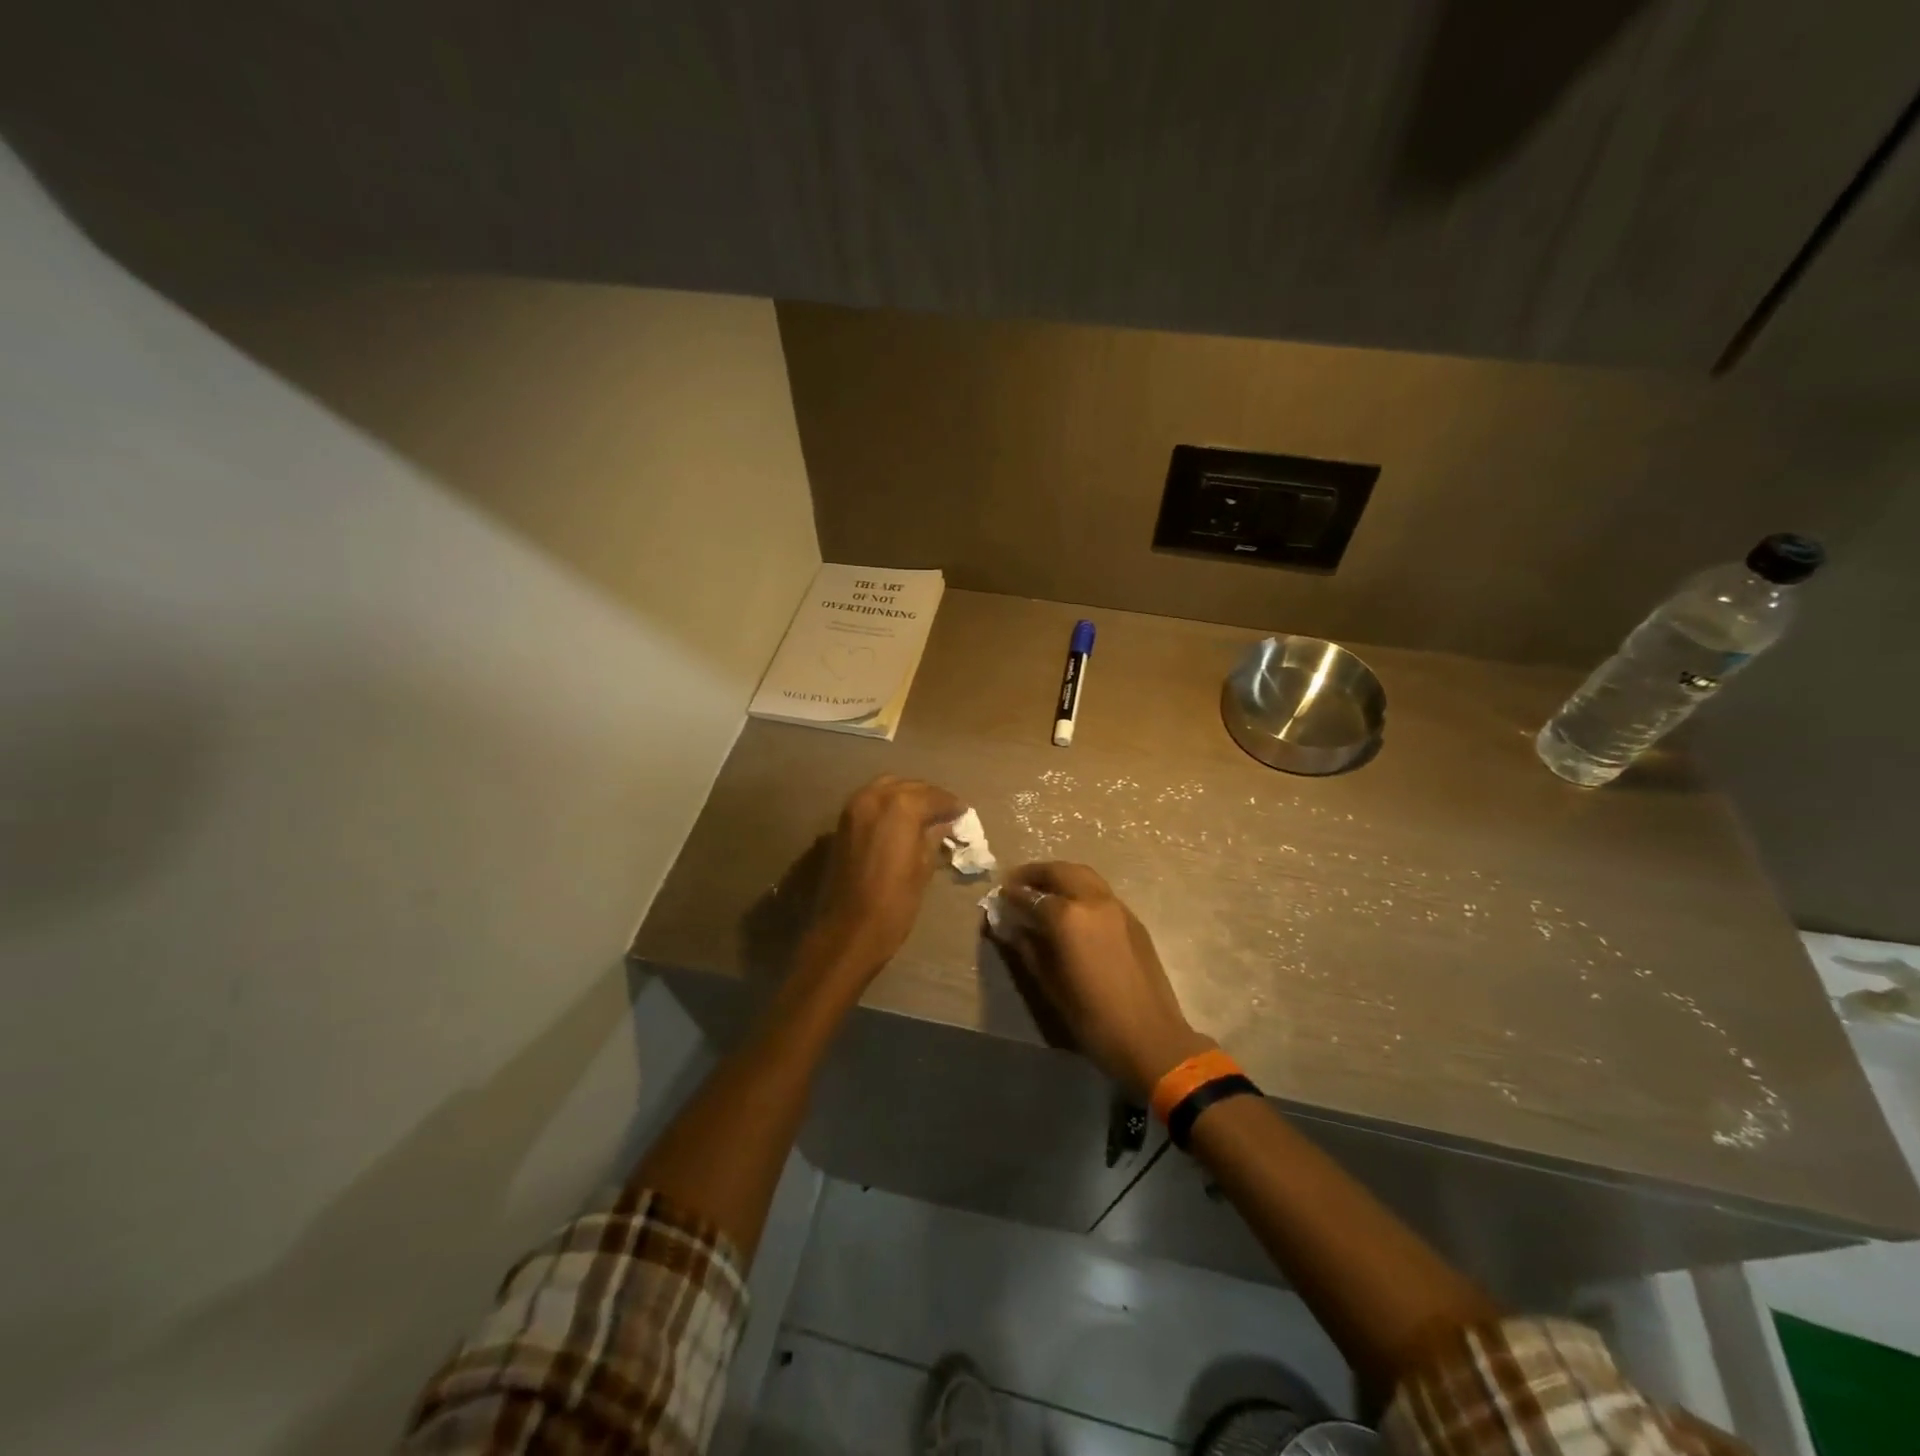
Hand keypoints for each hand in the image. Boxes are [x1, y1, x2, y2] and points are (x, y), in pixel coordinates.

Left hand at [806, 775, 964, 981]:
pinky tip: (900, 824)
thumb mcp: (923, 868)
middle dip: (929, 797)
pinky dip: (888, 806)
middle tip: (946, 813)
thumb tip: (945, 822)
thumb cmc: (895, 903)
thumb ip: (934, 836)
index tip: (963, 813)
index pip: (934, 796)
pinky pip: (871, 801)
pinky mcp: (842, 822)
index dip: (951, 805)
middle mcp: (875, 797)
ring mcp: (854, 807)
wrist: (848, 930)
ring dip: (907, 797)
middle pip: (910, 786)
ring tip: (924, 817)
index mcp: (901, 806)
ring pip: (888, 788)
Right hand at [998, 862, 1211, 1100]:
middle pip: (1061, 872)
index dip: (1012, 894)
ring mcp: (1117, 907)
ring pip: (1084, 876)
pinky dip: (1080, 888)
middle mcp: (1093, 901)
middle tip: (1018, 882)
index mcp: (1069, 917)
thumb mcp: (1049, 984)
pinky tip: (1071, 907)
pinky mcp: (1133, 919)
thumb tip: (1009, 927)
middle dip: (1036, 873)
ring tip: (1043, 889)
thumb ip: (1027, 948)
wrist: (1149, 1037)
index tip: (999, 895)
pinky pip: (1100, 891)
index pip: (1032, 896)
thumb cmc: (1092, 1017)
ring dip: (1060, 876)